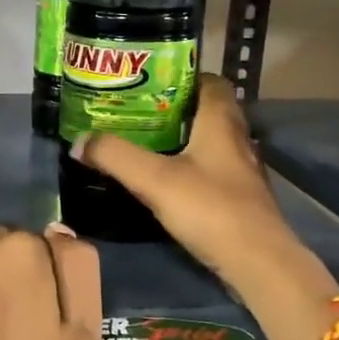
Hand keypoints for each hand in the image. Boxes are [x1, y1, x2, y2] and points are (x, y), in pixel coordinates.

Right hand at [70, 74, 295, 288]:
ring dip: (182, 139)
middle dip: (174, 108)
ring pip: (210, 141)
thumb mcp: (154, 180)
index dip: (181, 76)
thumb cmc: (210, 209)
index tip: (148, 82)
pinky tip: (167, 180)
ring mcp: (241, 170)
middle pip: (207, 110)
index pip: (209, 81)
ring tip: (145, 143)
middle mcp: (237, 138)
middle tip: (137, 113)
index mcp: (221, 122)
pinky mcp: (240, 197)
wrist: (258, 263)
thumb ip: (115, 157)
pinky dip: (191, 167)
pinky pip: (212, 168)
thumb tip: (80, 141)